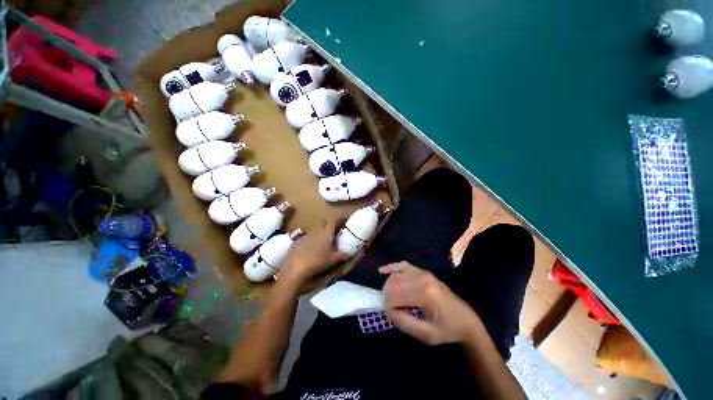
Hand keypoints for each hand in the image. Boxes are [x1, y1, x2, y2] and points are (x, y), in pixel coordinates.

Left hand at [279, 220, 348, 289]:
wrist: (295, 268)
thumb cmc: (317, 261)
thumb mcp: (332, 260)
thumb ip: (341, 256)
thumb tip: (348, 254)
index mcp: (326, 233)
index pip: (332, 221)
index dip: (336, 221)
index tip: (340, 223)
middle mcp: (316, 231)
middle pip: (322, 223)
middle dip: (326, 225)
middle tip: (330, 233)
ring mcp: (305, 235)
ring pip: (314, 231)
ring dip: (317, 235)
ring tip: (319, 245)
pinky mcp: (296, 242)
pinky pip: (305, 239)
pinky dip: (308, 242)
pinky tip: (308, 251)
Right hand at [380, 262, 481, 344]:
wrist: (466, 320)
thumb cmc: (447, 329)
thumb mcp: (427, 334)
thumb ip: (404, 323)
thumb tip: (387, 311)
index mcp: (425, 294)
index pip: (396, 296)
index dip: (389, 307)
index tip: (390, 316)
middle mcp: (423, 279)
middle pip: (394, 284)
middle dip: (387, 296)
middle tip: (390, 309)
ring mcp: (423, 272)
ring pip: (396, 275)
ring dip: (388, 286)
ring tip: (390, 299)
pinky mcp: (423, 271)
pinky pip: (403, 265)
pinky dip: (392, 267)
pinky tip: (382, 270)